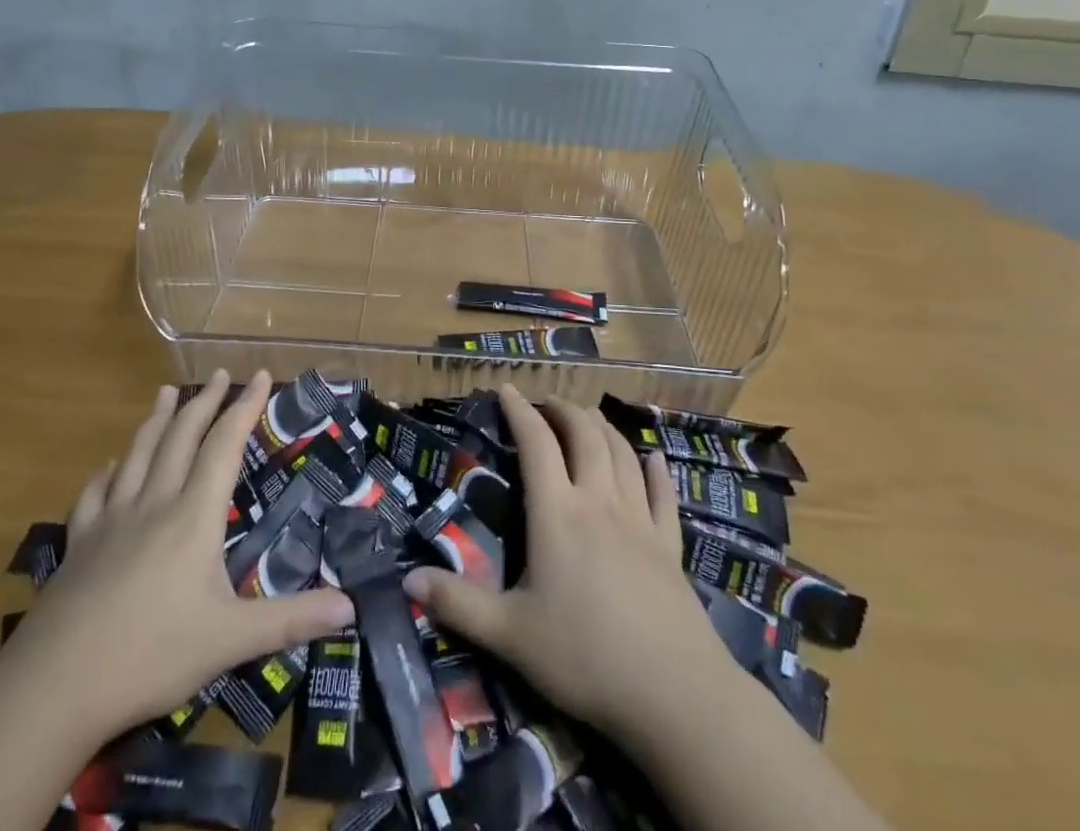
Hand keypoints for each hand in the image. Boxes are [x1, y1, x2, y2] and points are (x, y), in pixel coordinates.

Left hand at [4, 369, 355, 741]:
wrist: (53, 690)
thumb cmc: (151, 657)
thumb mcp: (231, 641)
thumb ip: (291, 619)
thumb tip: (352, 607)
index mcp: (193, 516)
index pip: (224, 446)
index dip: (244, 408)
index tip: (259, 375)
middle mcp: (154, 504)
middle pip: (181, 438)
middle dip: (204, 402)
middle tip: (219, 374)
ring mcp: (111, 521)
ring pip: (138, 454)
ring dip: (156, 420)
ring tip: (166, 392)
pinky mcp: (78, 545)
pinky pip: (94, 495)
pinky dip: (106, 472)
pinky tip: (109, 466)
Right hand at [402, 385, 731, 746]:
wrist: (672, 691)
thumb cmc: (584, 657)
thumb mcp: (510, 635)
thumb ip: (459, 604)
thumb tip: (407, 580)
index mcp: (557, 513)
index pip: (536, 443)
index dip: (520, 411)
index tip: (506, 388)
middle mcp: (599, 501)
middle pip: (584, 436)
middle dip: (564, 410)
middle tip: (547, 402)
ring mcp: (639, 519)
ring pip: (622, 454)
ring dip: (603, 428)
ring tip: (588, 417)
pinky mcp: (669, 544)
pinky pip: (663, 495)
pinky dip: (656, 471)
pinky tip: (653, 459)